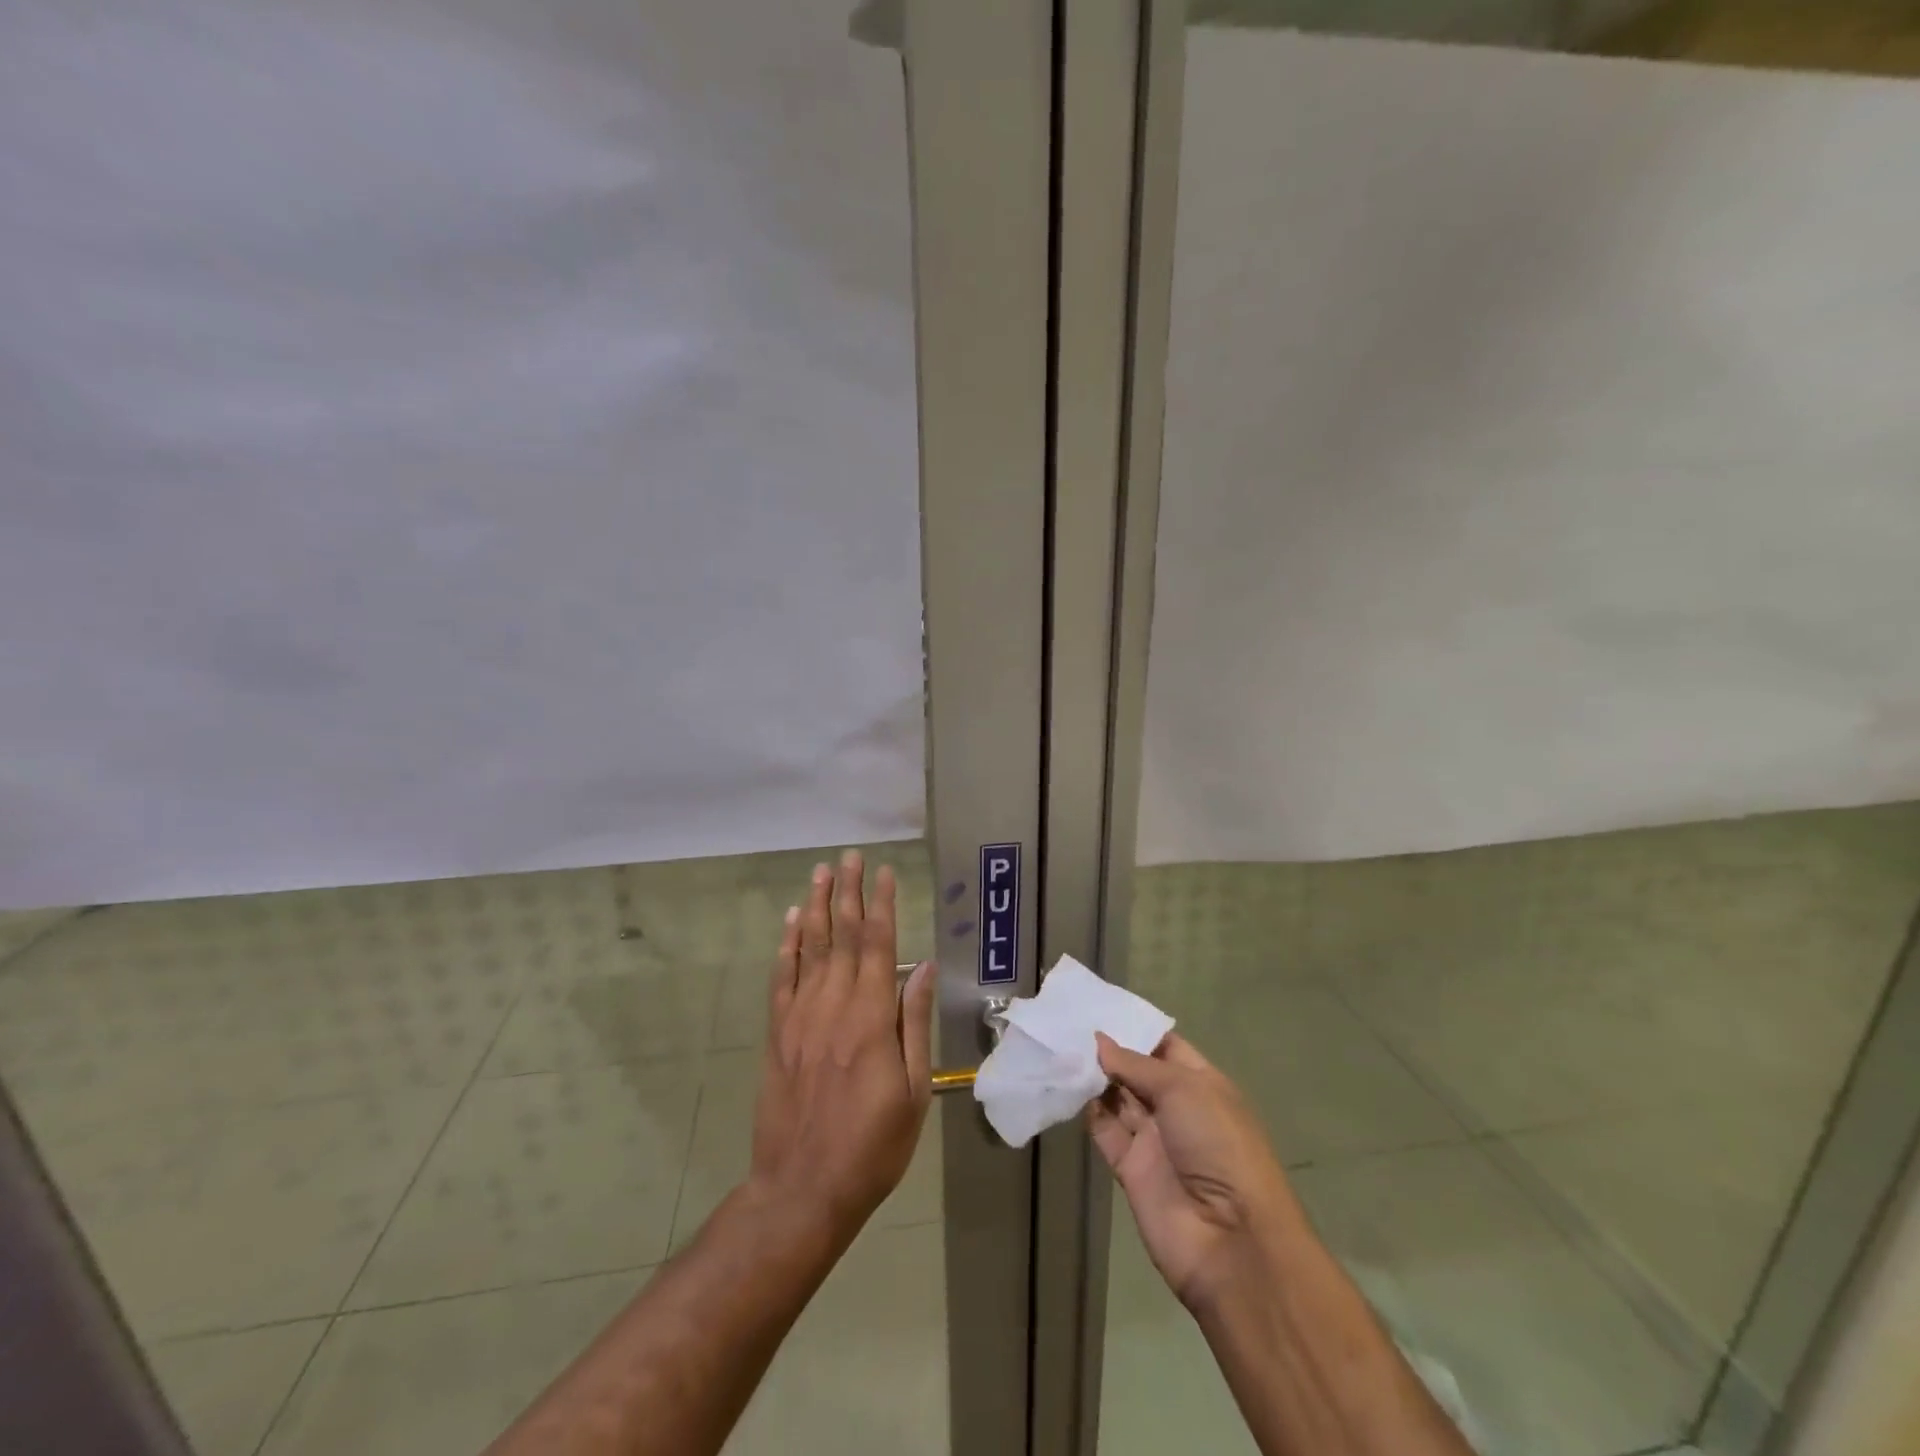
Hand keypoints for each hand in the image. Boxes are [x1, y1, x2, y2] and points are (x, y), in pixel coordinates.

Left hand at [749, 850, 936, 1241]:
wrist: (803, 1189)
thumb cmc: (872, 1146)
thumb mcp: (913, 1092)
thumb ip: (914, 1024)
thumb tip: (922, 968)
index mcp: (870, 1019)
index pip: (877, 945)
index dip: (881, 905)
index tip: (885, 872)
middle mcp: (833, 1006)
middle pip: (841, 936)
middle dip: (847, 892)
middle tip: (850, 856)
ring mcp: (800, 1018)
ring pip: (808, 948)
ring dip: (815, 907)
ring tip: (821, 872)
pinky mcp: (778, 1034)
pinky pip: (782, 979)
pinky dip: (786, 946)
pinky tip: (790, 921)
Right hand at [1087, 1033, 1296, 1307]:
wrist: (1229, 1240)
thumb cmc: (1218, 1145)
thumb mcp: (1183, 1089)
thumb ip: (1136, 1064)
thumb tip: (1099, 1041)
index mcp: (1201, 1084)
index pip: (1164, 1046)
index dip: (1134, 1027)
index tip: (1098, 1006)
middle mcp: (1176, 1108)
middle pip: (1136, 1071)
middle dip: (1107, 1049)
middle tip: (1067, 1022)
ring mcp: (1153, 1140)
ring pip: (1117, 1098)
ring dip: (1092, 1076)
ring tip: (1059, 1045)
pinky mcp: (1130, 1169)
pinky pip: (1104, 1131)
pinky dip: (1086, 1109)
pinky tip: (1064, 1084)